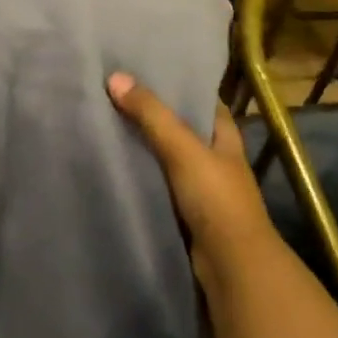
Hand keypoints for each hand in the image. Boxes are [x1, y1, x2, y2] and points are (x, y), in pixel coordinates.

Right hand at [108, 73, 278, 290]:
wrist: (231, 266)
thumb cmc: (216, 199)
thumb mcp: (183, 149)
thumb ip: (151, 115)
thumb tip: (115, 77)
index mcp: (225, 138)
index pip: (205, 102)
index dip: (181, 86)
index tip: (148, 71)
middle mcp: (216, 160)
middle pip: (183, 129)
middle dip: (155, 115)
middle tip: (117, 94)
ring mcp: (201, 189)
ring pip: (168, 159)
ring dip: (145, 147)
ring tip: (107, 124)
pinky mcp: (185, 213)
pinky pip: (159, 185)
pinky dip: (141, 176)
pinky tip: (115, 166)